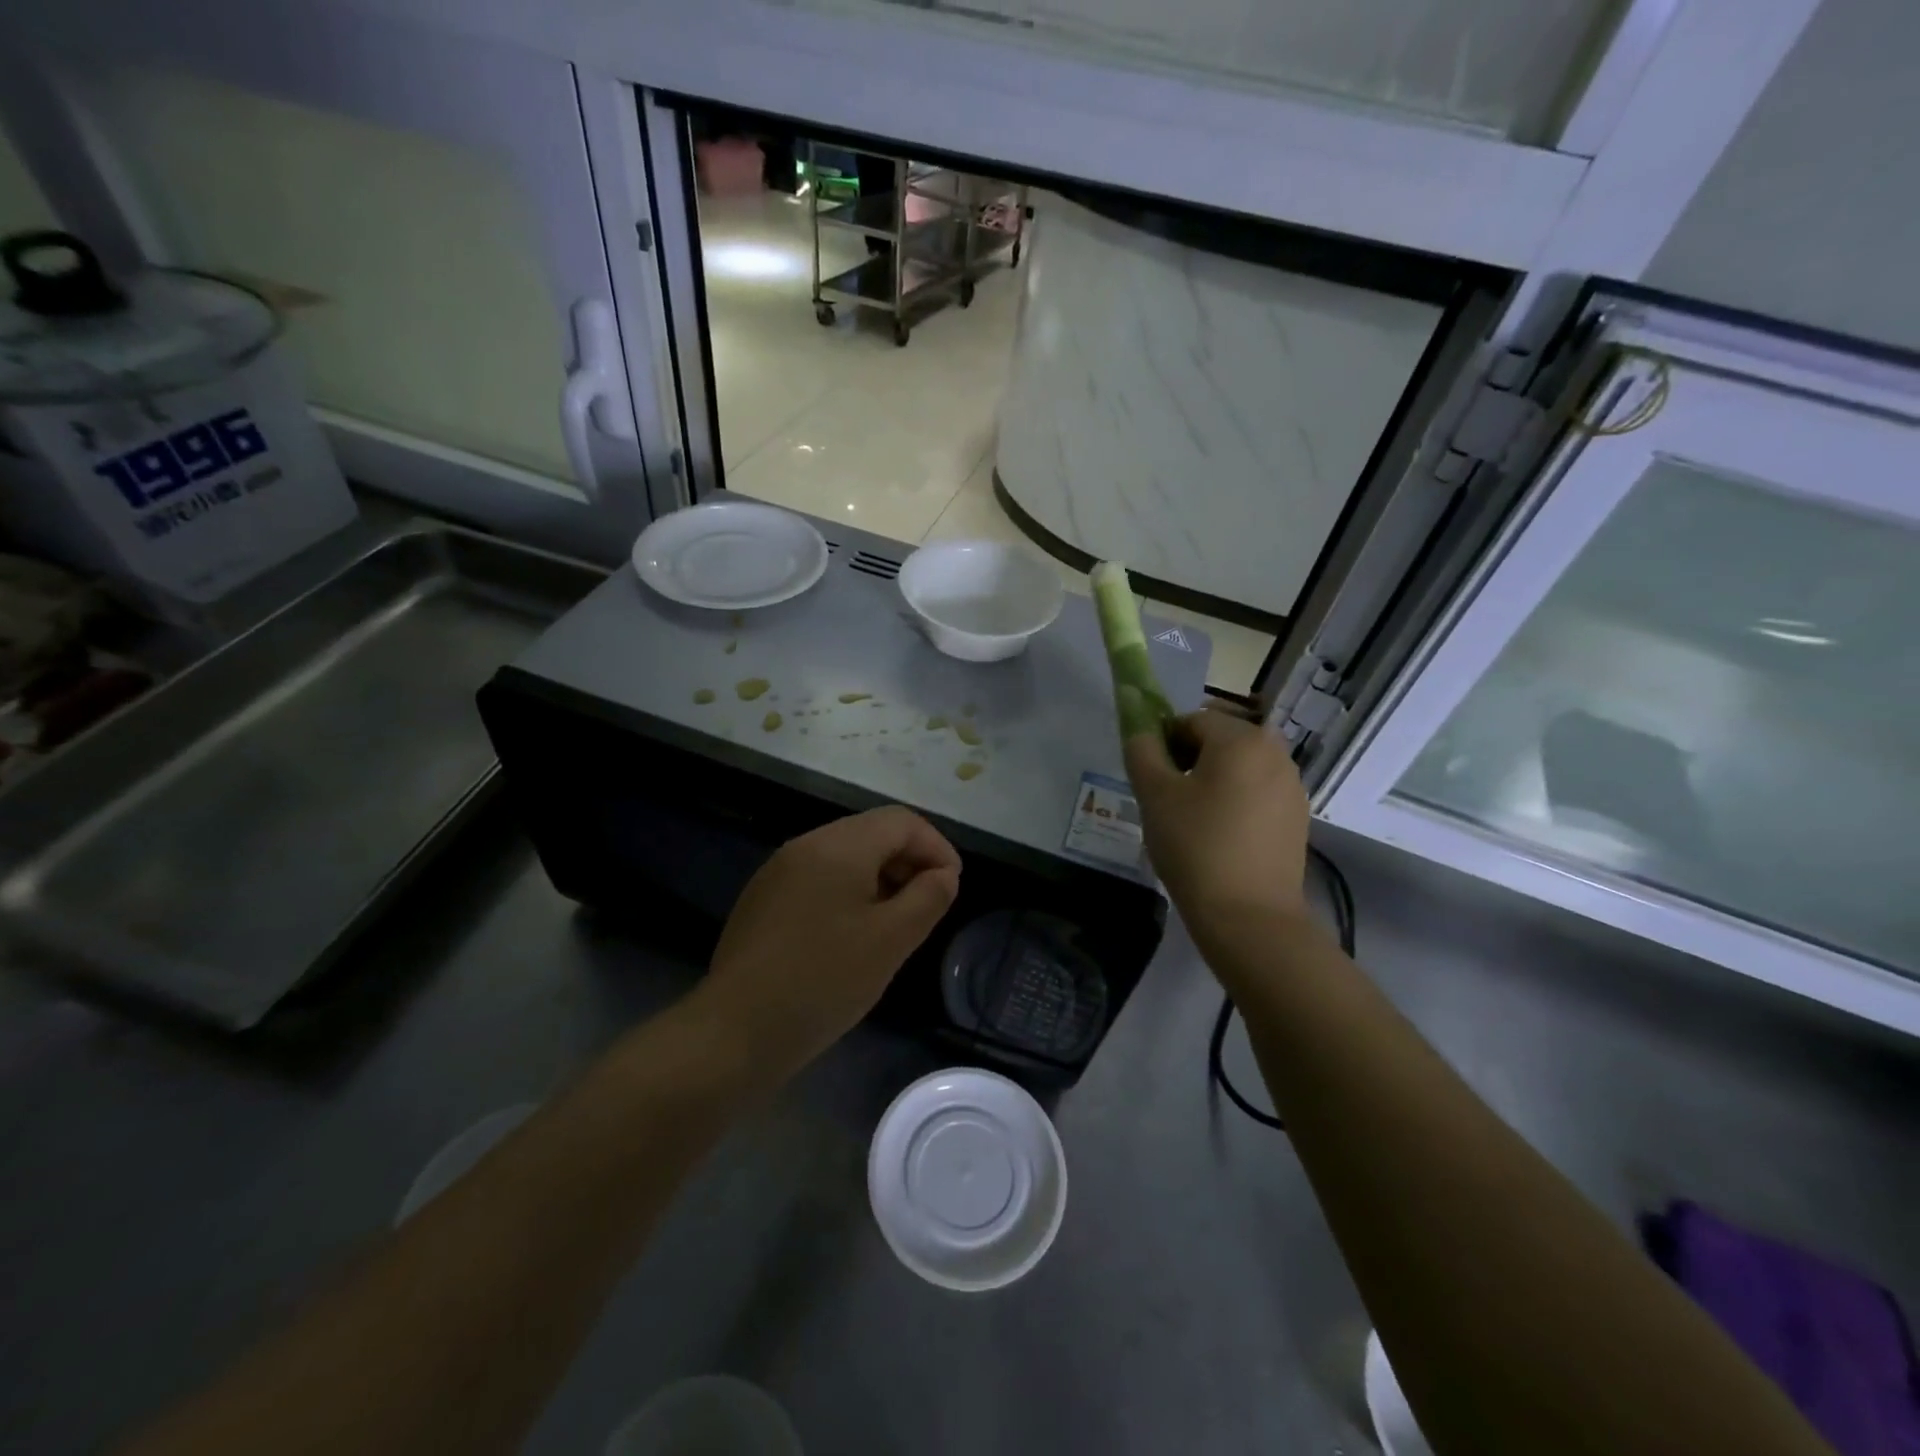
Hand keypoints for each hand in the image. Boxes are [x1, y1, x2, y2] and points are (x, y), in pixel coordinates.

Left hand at [695, 806, 961, 1078]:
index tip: (952, 887)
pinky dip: (849, 893)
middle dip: (909, 861)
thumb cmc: (823, 980)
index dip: (936, 847)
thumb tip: (943, 874)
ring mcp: (778, 871)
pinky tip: (852, 935)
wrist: (735, 1031)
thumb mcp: (891, 940)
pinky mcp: (763, 899)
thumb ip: (928, 897)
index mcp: (838, 845)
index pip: (901, 821)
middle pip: (872, 833)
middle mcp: (806, 845)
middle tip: (928, 905)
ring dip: (880, 878)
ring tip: (896, 923)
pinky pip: (818, 878)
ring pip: (845, 856)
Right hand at [1121, 702, 1309, 957]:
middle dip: (1191, 760)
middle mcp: (1275, 752)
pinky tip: (1221, 837)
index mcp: (1241, 739)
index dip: (1165, 743)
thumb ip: (1142, 751)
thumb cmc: (1195, 846)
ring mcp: (1292, 785)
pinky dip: (1237, 802)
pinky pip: (1259, 793)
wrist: (1249, 916)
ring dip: (1214, 780)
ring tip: (1194, 821)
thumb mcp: (1154, 795)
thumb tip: (1141, 730)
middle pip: (1221, 741)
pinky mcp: (1298, 817)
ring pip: (1241, 767)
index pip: (1192, 720)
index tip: (1152, 778)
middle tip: (1169, 800)